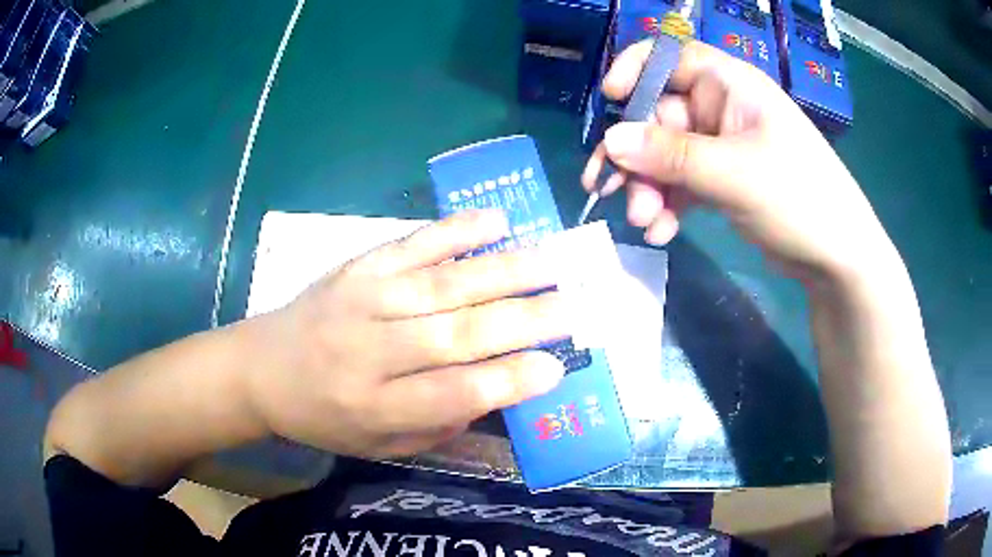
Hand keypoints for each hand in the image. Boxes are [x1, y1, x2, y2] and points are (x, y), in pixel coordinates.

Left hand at [247, 210, 569, 457]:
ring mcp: (362, 299)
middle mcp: (369, 351)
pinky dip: (456, 231)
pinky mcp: (357, 267)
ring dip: (504, 271)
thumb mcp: (377, 445)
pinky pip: (411, 244)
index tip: (557, 368)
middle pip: (456, 334)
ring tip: (554, 263)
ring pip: (443, 284)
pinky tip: (497, 221)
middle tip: (576, 307)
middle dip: (524, 321)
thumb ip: (436, 424)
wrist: (260, 370)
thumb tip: (496, 390)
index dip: (507, 381)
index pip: (452, 394)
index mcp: (373, 407)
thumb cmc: (323, 418)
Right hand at [583, 41, 895, 280]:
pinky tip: (661, 231)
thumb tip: (611, 141)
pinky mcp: (723, 179)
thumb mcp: (734, 173)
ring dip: (648, 186)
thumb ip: (671, 155)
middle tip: (609, 190)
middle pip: (659, 115)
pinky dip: (668, 204)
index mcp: (730, 85)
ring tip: (643, 221)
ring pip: (666, 153)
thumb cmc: (799, 198)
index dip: (635, 71)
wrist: (837, 258)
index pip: (670, 57)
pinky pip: (682, 182)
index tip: (610, 101)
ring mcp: (722, 145)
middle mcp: (723, 108)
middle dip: (635, 154)